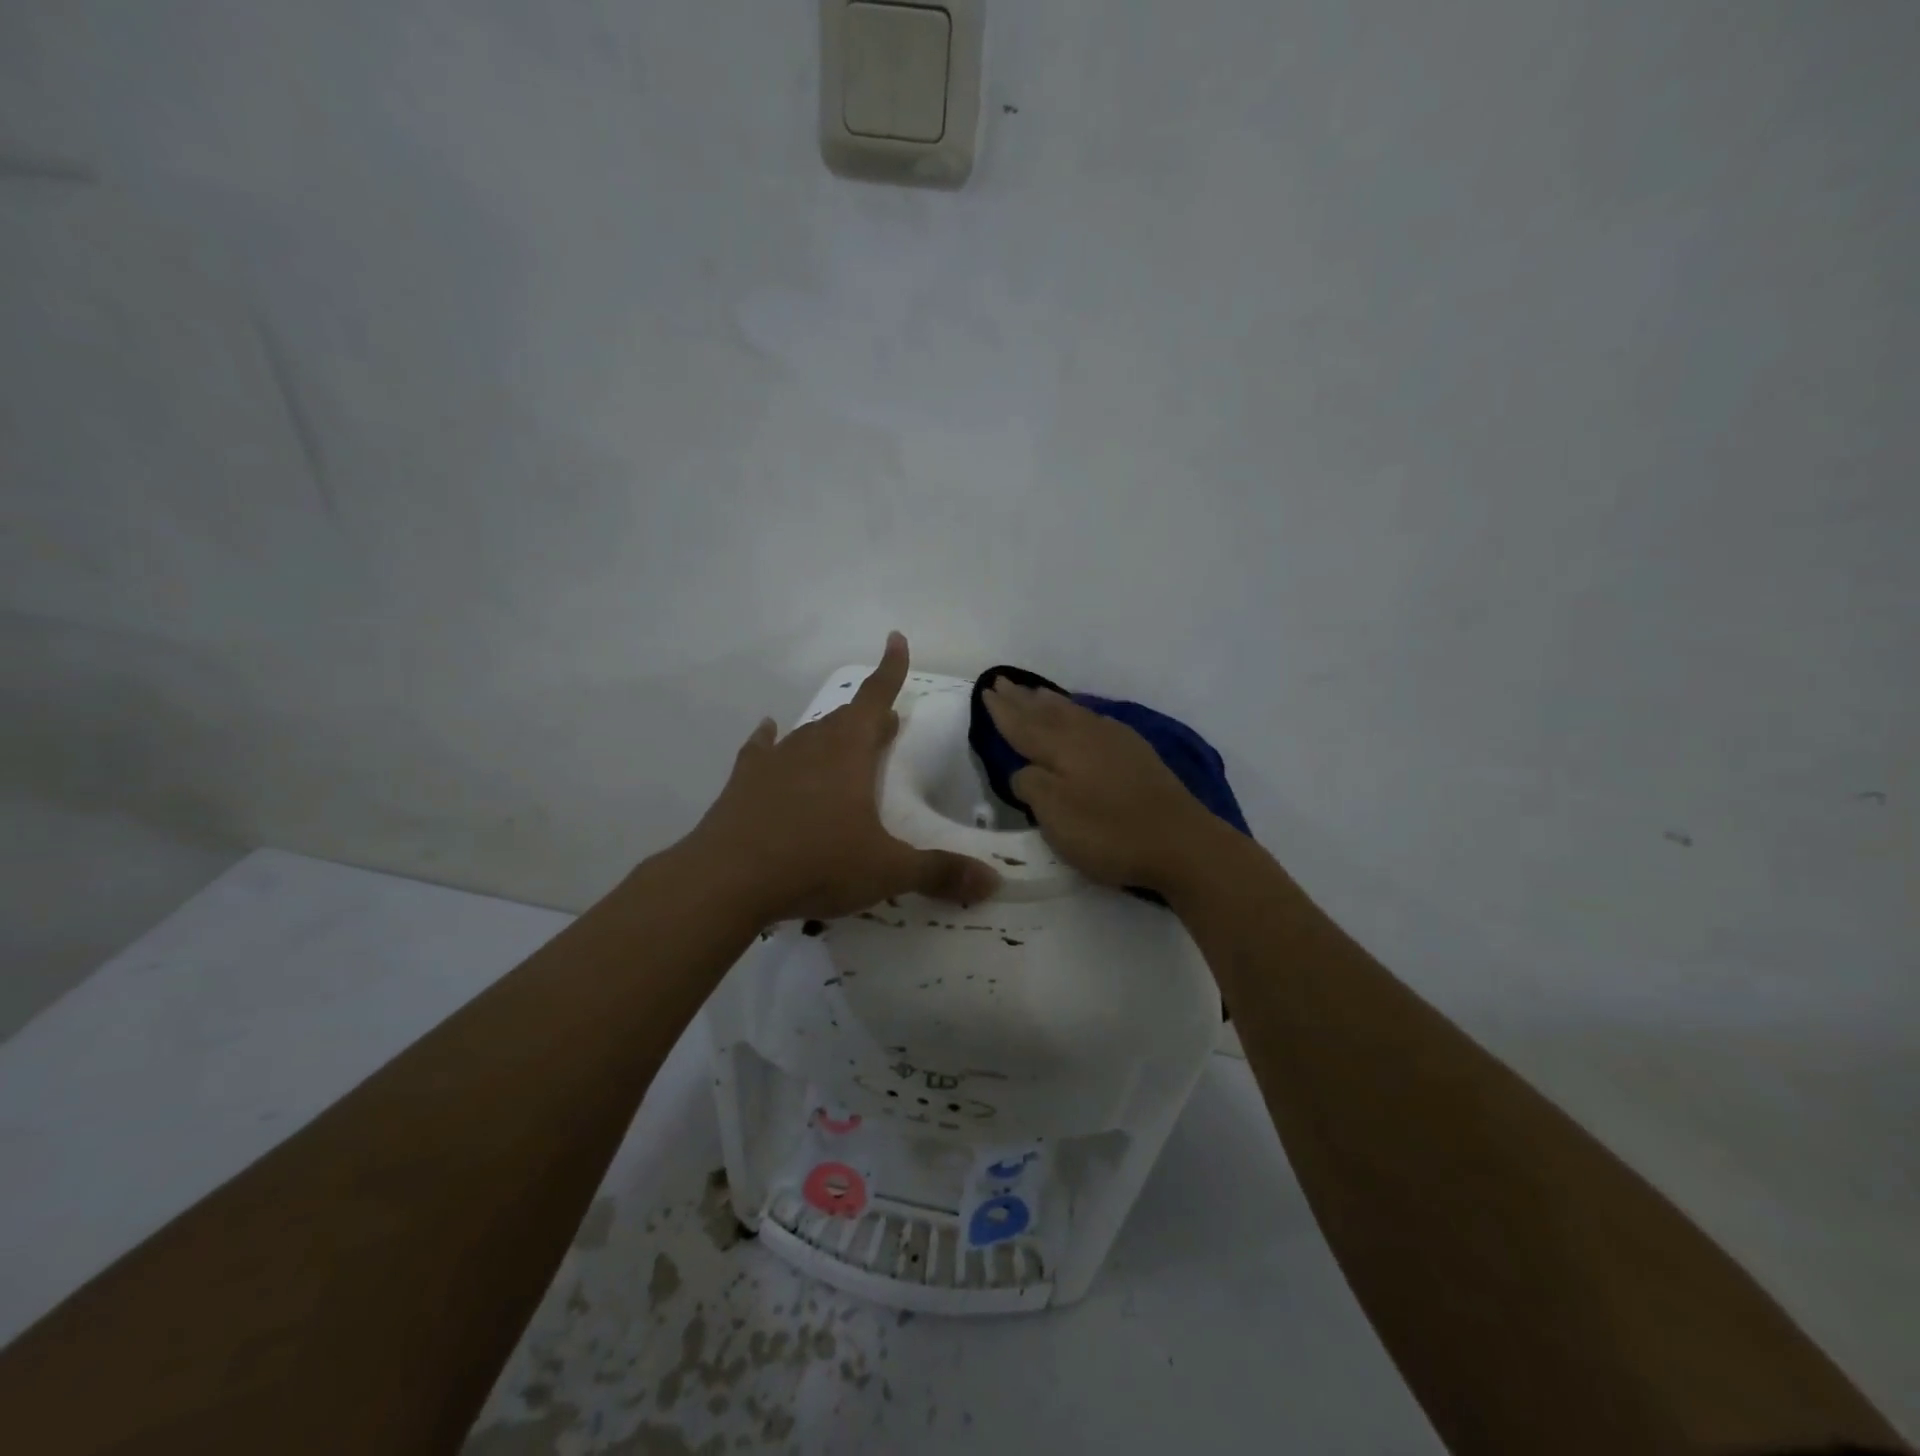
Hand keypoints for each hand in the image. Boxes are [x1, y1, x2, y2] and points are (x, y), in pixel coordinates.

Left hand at [687, 632, 999, 924]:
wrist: (727, 880)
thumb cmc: (816, 863)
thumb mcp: (886, 870)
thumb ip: (939, 872)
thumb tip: (993, 882)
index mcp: (849, 752)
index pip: (876, 697)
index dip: (891, 669)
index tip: (896, 638)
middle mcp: (812, 746)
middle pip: (846, 718)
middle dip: (870, 716)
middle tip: (886, 722)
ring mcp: (773, 762)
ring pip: (809, 735)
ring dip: (831, 735)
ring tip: (844, 740)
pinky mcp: (744, 782)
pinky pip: (762, 750)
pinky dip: (771, 741)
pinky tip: (769, 733)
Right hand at [982, 680, 1226, 896]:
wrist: (1181, 842)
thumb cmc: (1109, 832)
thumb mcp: (1055, 816)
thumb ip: (1031, 786)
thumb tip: (1024, 770)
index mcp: (1061, 747)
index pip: (1023, 724)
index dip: (1002, 711)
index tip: (986, 691)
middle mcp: (1086, 734)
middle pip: (1046, 711)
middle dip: (1022, 698)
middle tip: (1002, 681)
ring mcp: (1115, 741)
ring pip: (1073, 712)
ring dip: (1050, 701)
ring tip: (1035, 691)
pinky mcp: (1136, 753)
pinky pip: (1095, 719)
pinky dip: (1078, 712)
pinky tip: (1082, 715)